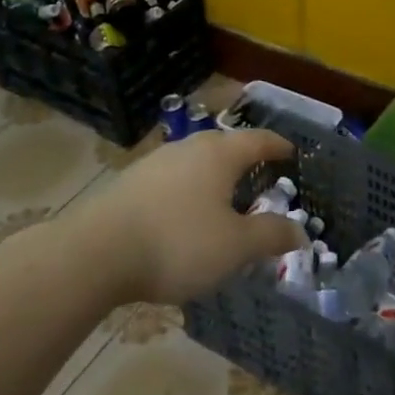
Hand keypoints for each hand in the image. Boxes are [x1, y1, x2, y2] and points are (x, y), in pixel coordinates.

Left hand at [85, 129, 306, 304]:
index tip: (291, 151)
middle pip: (223, 146)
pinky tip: (183, 216)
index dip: (277, 145)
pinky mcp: (129, 184)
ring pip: (194, 163)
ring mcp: (154, 164)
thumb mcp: (235, 247)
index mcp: (219, 154)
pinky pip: (171, 180)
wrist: (94, 254)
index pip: (257, 140)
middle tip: (260, 174)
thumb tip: (300, 232)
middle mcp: (187, 149)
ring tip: (223, 198)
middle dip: (244, 158)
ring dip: (212, 177)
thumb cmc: (177, 243)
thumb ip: (270, 236)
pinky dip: (187, 192)